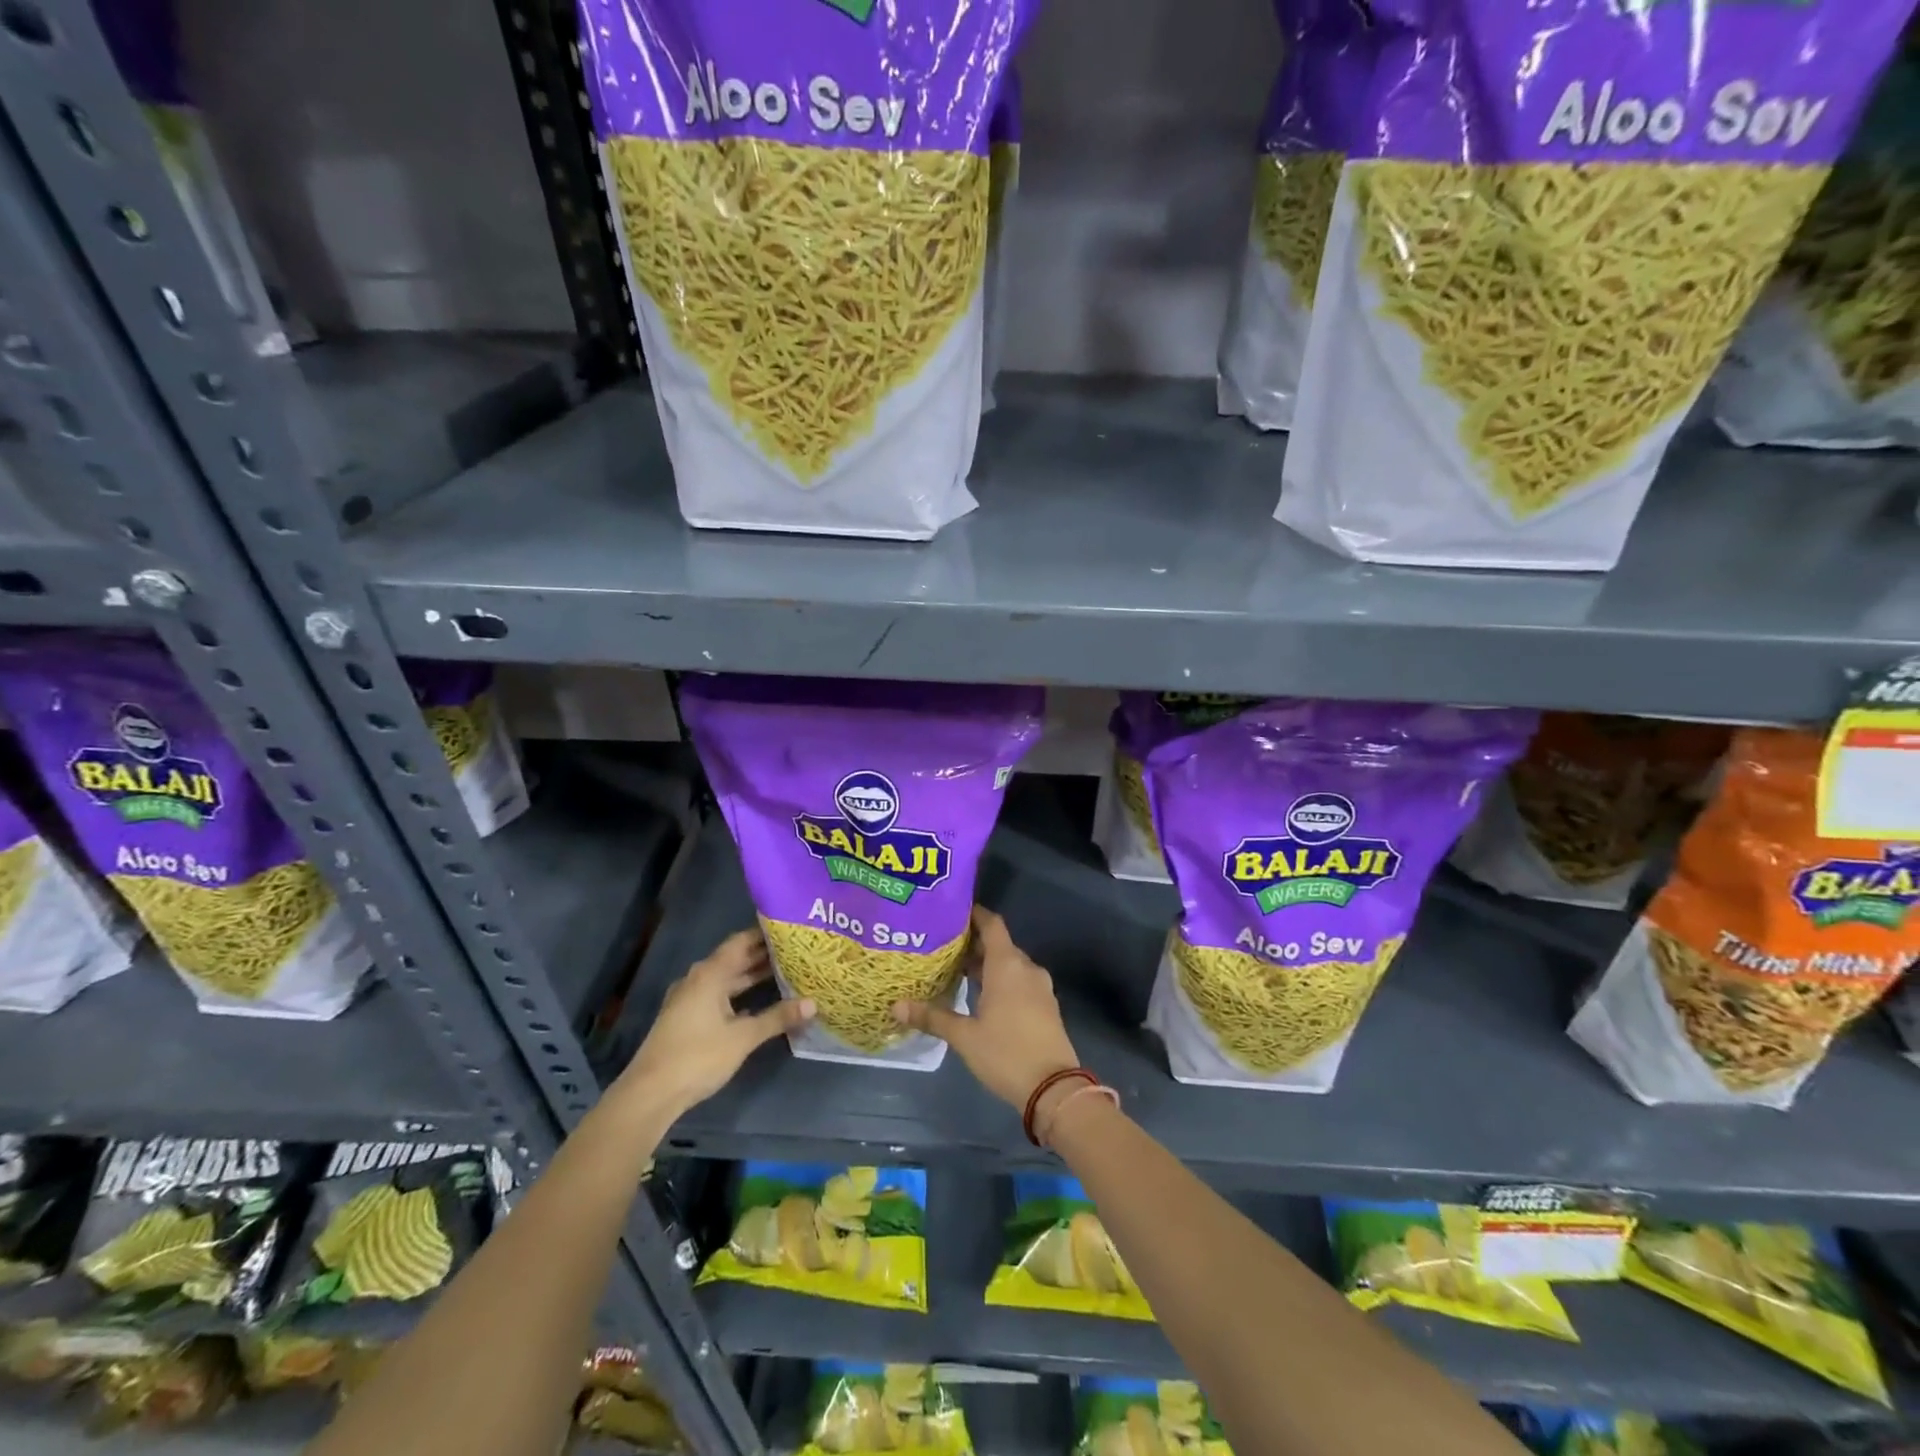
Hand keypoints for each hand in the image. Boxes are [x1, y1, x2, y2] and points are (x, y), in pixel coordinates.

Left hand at [617, 930, 812, 1117]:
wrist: (650, 1093)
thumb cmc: (698, 1056)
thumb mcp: (744, 1037)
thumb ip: (778, 1017)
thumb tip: (813, 1003)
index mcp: (710, 973)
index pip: (741, 941)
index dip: (765, 933)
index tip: (792, 928)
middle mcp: (699, 979)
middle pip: (735, 958)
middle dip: (764, 954)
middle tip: (797, 950)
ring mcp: (691, 998)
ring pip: (727, 978)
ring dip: (753, 975)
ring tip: (786, 971)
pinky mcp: (687, 1017)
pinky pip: (719, 994)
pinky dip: (740, 993)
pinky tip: (761, 1001)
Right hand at [892, 906, 1080, 1110]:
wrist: (1054, 1088)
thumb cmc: (1006, 1053)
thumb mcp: (964, 1037)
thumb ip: (932, 1017)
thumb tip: (896, 1006)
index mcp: (1007, 965)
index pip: (991, 924)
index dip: (973, 915)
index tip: (951, 913)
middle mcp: (1026, 968)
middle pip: (999, 944)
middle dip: (973, 943)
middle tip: (942, 947)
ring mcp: (1040, 987)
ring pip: (1009, 964)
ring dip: (986, 964)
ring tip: (955, 971)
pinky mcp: (1045, 1005)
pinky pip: (1019, 981)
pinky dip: (1000, 980)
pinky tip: (979, 996)